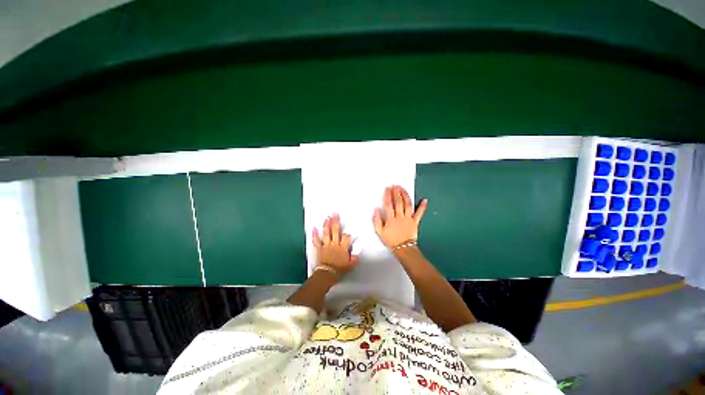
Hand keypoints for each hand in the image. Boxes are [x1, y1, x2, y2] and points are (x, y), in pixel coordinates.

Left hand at [312, 214, 358, 276]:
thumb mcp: (350, 265)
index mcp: (342, 247)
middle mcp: (334, 244)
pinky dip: (315, 234)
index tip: (348, 231)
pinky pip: (316, 241)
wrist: (327, 275)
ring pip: (326, 233)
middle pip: (336, 231)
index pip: (346, 237)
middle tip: (335, 214)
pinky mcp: (319, 248)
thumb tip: (357, 253)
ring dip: (327, 225)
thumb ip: (354, 257)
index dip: (347, 233)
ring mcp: (326, 245)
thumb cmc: (339, 270)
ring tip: (327, 218)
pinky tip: (314, 228)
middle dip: (336, 222)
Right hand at [373, 185, 427, 247]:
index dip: (388, 196)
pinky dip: (422, 206)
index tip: (387, 189)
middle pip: (398, 202)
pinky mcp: (415, 221)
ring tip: (403, 189)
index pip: (388, 205)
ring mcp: (408, 218)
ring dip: (405, 196)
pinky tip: (425, 200)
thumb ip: (377, 220)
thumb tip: (376, 209)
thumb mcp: (380, 232)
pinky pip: (419, 213)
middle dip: (396, 193)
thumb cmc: (391, 240)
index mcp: (391, 219)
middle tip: (395, 186)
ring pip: (407, 205)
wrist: (403, 248)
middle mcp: (400, 216)